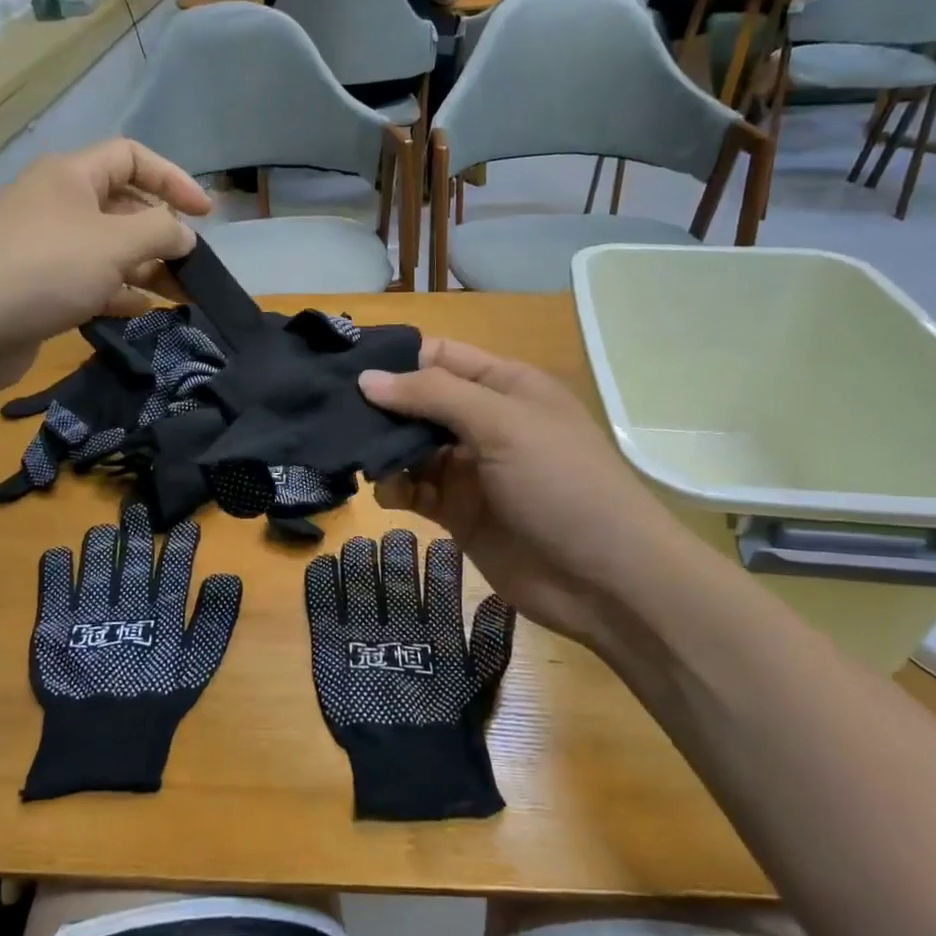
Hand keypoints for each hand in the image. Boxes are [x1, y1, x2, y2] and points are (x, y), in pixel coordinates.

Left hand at [0, 139, 209, 396]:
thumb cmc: (44, 270)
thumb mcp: (114, 244)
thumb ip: (160, 233)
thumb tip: (185, 236)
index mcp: (71, 177)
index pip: (132, 158)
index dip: (173, 180)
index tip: (206, 214)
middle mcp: (58, 204)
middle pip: (124, 207)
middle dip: (163, 234)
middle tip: (193, 266)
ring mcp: (47, 247)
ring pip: (110, 249)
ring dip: (147, 268)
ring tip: (180, 295)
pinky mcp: (40, 286)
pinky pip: (91, 281)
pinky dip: (119, 292)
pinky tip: (141, 310)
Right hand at [359, 339, 680, 653]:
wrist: (604, 579)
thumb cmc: (560, 483)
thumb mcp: (502, 424)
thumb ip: (434, 396)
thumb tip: (367, 380)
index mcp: (504, 387)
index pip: (440, 357)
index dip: (396, 359)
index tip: (344, 367)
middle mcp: (484, 422)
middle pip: (419, 403)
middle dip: (380, 408)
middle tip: (331, 414)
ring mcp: (471, 470)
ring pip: (411, 448)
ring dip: (383, 451)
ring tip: (354, 456)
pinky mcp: (458, 513)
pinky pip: (415, 490)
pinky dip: (396, 488)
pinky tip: (388, 493)